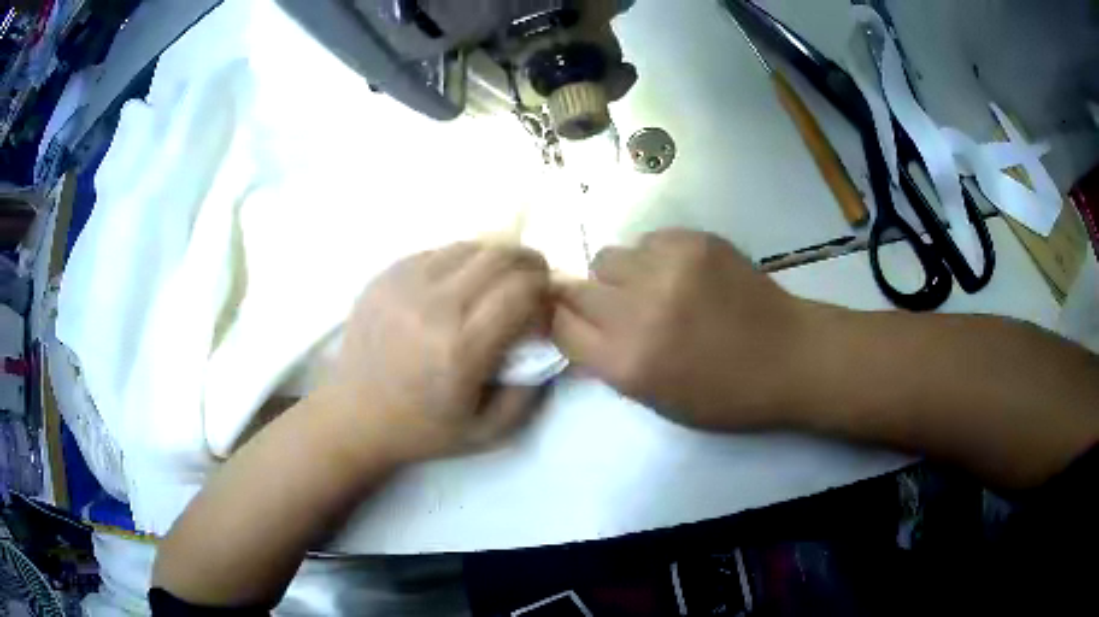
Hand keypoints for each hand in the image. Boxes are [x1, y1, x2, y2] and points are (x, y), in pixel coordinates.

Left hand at [319, 242, 550, 466]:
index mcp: (461, 348)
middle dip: (529, 262)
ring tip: (499, 279)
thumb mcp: (490, 432)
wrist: (354, 415)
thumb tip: (548, 341)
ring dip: (495, 258)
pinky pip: (437, 251)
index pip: (521, 290)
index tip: (547, 302)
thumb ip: (531, 391)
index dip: (545, 288)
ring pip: (468, 246)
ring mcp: (403, 284)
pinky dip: (460, 261)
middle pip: (499, 256)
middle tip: (535, 279)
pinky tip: (459, 283)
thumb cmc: (422, 429)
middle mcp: (433, 306)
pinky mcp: (384, 275)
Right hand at [552, 229, 811, 430]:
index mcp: (627, 362)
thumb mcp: (656, 400)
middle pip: (574, 287)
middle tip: (617, 308)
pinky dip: (654, 257)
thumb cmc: (725, 394)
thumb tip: (578, 329)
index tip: (575, 322)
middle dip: (587, 300)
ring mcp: (667, 268)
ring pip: (608, 257)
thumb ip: (610, 364)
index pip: (559, 326)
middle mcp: (638, 311)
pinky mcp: (694, 240)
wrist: (789, 356)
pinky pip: (647, 241)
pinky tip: (682, 274)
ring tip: (653, 288)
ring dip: (621, 275)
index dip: (561, 323)